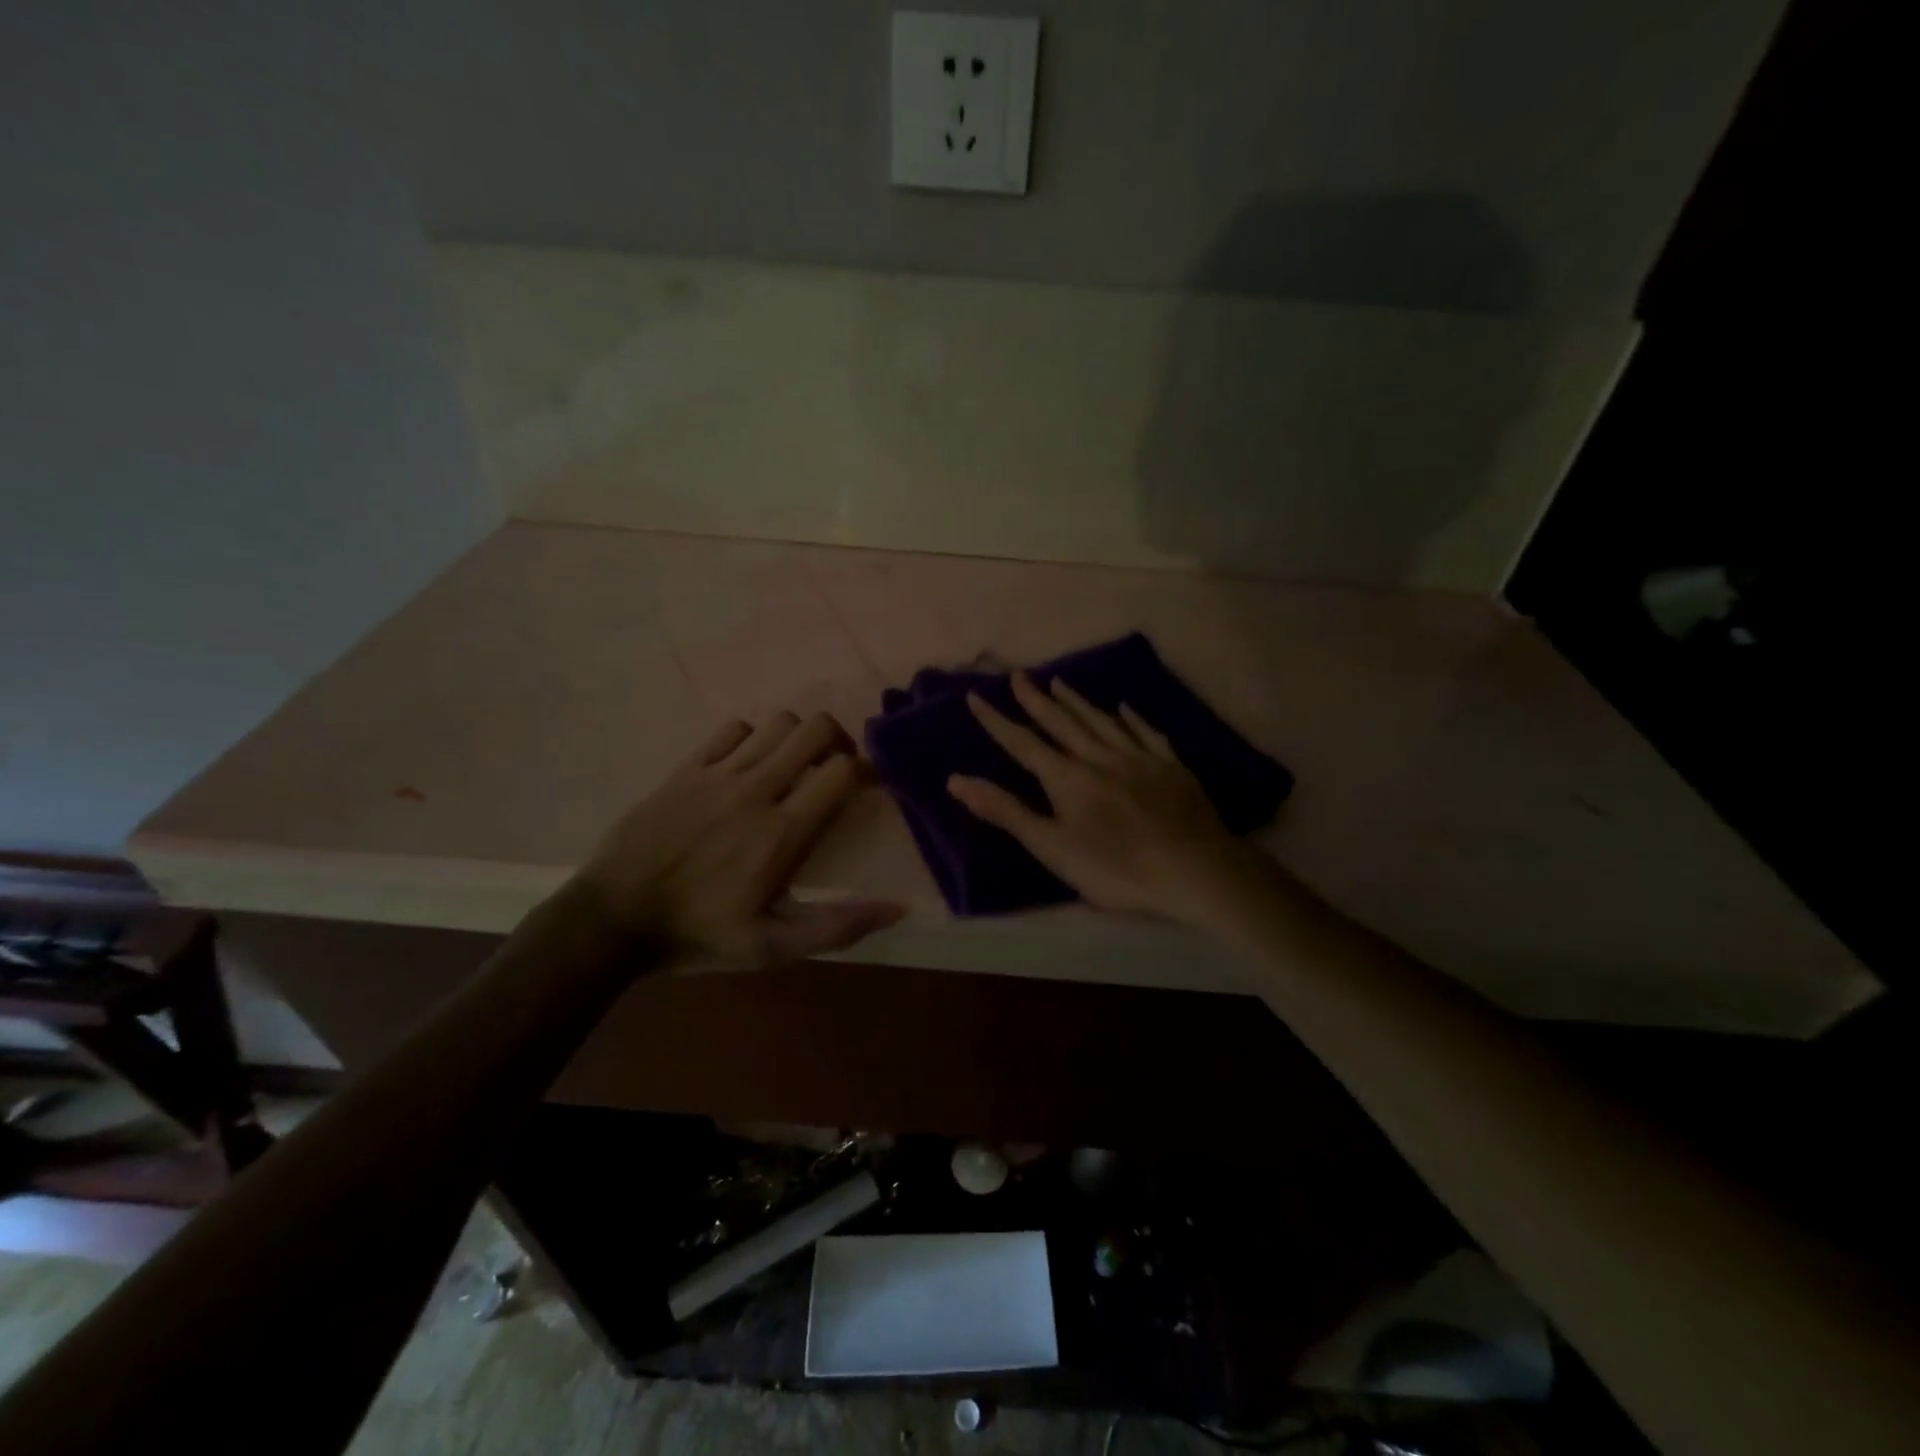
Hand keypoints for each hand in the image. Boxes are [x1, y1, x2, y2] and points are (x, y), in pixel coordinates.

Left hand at [578, 712, 903, 968]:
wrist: (612, 920)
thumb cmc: (698, 935)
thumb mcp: (771, 948)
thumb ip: (837, 927)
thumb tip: (897, 908)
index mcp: (781, 832)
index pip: (840, 771)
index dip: (862, 772)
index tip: (864, 789)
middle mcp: (755, 790)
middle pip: (814, 729)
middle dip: (837, 741)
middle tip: (834, 769)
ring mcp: (717, 774)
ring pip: (777, 722)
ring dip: (796, 738)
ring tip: (793, 766)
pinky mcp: (686, 769)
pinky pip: (732, 729)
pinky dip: (752, 737)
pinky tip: (747, 765)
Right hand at [946, 673, 1271, 925]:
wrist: (1194, 870)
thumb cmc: (1116, 867)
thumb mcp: (1052, 847)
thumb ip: (1006, 812)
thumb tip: (956, 780)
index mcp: (1067, 778)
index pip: (1023, 743)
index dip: (997, 720)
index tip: (976, 695)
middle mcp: (1099, 757)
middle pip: (1062, 723)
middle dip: (1036, 700)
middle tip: (1019, 675)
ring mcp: (1138, 758)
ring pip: (1101, 721)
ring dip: (1077, 701)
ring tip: (1059, 682)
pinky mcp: (1170, 766)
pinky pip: (1145, 732)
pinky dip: (1131, 718)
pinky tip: (1123, 707)